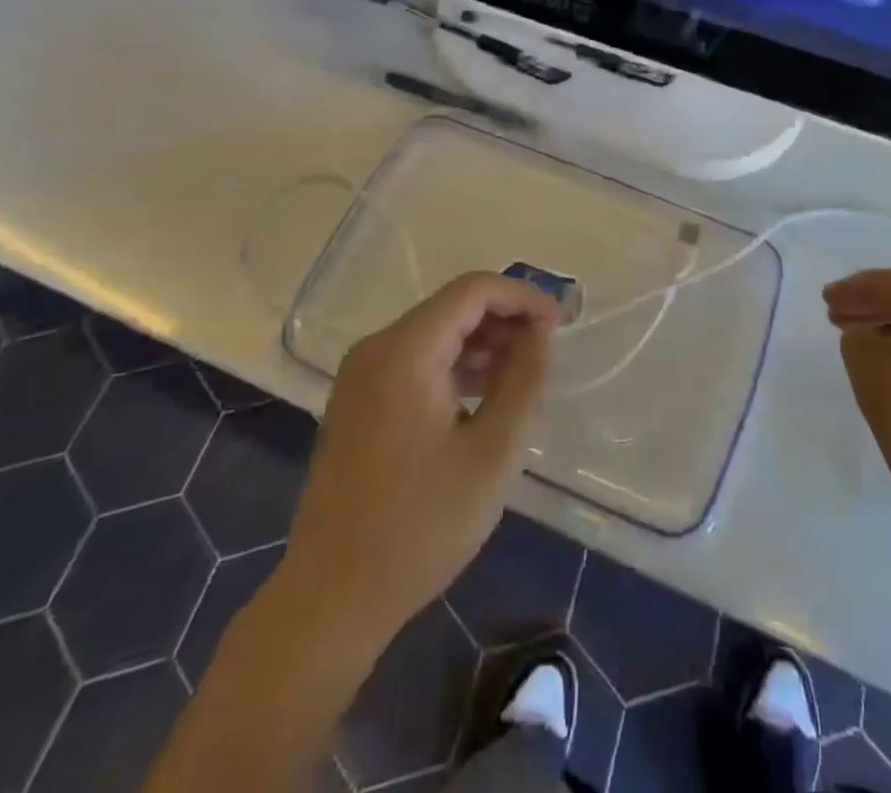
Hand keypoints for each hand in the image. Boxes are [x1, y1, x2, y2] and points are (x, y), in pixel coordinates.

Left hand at [281, 272, 557, 651]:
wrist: (331, 599)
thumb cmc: (420, 526)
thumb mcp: (492, 453)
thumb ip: (524, 381)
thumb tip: (539, 335)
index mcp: (405, 350)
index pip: (473, 290)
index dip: (522, 297)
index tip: (560, 324)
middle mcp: (376, 348)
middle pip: (452, 308)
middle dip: (504, 319)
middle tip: (547, 351)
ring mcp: (361, 376)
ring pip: (434, 334)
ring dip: (482, 344)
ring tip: (522, 376)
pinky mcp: (357, 402)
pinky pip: (415, 362)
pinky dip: (454, 366)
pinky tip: (483, 396)